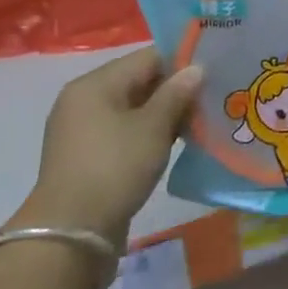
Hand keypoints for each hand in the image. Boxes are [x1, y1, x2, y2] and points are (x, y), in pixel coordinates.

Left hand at [16, 49, 202, 245]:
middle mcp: (84, 100)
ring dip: (166, 112)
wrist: (72, 232)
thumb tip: (196, 68)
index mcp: (95, 84)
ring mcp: (84, 129)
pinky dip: (151, 132)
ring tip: (201, 119)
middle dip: (176, 88)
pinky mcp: (89, 155)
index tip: (215, 70)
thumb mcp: (153, 127)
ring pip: (135, 108)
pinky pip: (126, 130)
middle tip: (214, 95)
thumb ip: (177, 93)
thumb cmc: (115, 167)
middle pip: (140, 81)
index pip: (147, 57)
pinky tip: (178, 140)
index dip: (183, 60)